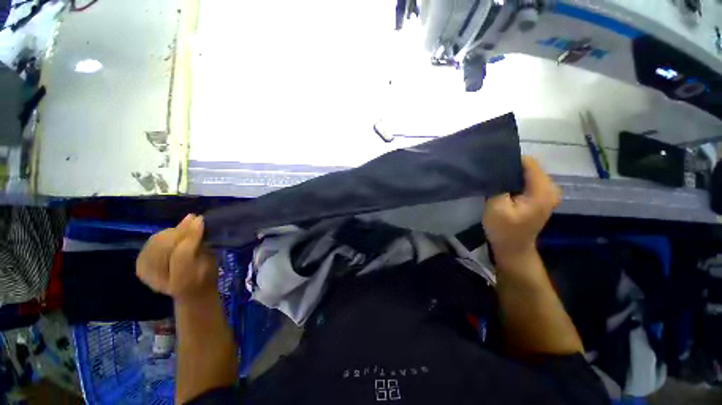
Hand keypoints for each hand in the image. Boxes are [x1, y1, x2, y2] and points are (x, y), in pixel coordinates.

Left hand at [136, 214, 217, 302]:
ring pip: (156, 243)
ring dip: (172, 231)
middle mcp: (160, 281)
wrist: (190, 292)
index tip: (201, 219)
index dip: (191, 234)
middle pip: (165, 247)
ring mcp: (147, 274)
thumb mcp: (211, 262)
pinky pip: (149, 244)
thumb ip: (204, 245)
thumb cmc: (206, 275)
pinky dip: (162, 236)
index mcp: (184, 282)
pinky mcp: (140, 268)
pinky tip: (173, 236)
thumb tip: (199, 222)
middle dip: (180, 229)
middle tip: (193, 218)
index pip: (182, 254)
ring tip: (185, 227)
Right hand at [482, 156, 560, 265]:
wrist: (513, 249)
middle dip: (509, 168)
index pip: (528, 162)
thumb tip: (496, 166)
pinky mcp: (540, 197)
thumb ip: (498, 185)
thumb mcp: (496, 207)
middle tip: (490, 175)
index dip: (509, 161)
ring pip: (527, 173)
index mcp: (543, 190)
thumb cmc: (504, 230)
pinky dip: (514, 181)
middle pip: (529, 167)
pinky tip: (502, 187)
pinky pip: (527, 181)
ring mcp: (547, 193)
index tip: (491, 165)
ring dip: (510, 175)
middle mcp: (550, 188)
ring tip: (494, 180)